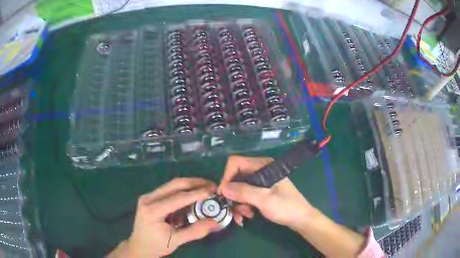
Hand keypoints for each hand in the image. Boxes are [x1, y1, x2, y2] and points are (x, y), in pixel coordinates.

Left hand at [108, 178, 217, 257]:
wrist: (139, 246)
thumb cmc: (156, 245)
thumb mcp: (176, 241)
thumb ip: (195, 231)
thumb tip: (215, 222)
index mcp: (152, 211)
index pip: (177, 198)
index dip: (197, 193)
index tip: (213, 191)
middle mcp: (148, 198)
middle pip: (174, 184)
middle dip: (195, 183)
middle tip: (212, 185)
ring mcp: (148, 196)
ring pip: (172, 184)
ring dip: (190, 184)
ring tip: (206, 187)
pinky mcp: (150, 197)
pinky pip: (169, 189)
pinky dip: (183, 189)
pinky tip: (193, 193)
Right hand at [218, 156, 316, 229]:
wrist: (301, 219)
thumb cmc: (286, 207)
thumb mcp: (264, 199)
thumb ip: (243, 192)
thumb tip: (223, 188)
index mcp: (263, 165)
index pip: (236, 163)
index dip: (227, 177)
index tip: (224, 194)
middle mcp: (260, 170)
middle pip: (236, 177)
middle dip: (233, 195)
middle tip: (235, 210)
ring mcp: (261, 181)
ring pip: (239, 188)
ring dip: (238, 203)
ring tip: (244, 216)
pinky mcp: (261, 191)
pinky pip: (246, 196)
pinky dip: (244, 206)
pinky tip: (248, 215)